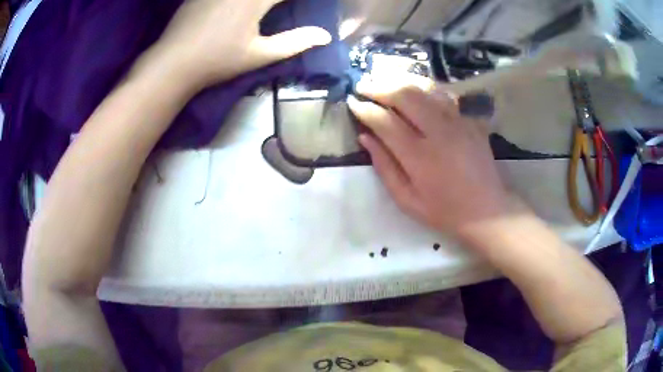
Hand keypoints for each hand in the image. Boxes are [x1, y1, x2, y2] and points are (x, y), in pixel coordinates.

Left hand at [150, 0, 331, 88]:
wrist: (173, 62)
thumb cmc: (218, 61)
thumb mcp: (259, 55)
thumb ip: (295, 42)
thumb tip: (326, 35)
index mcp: (257, 0)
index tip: (310, 5)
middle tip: (279, 7)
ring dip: (262, 0)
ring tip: (264, 8)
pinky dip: (240, 0)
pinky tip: (239, 7)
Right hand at [348, 75, 512, 236]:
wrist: (486, 211)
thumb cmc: (444, 211)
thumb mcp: (407, 200)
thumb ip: (384, 167)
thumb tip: (365, 137)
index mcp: (420, 157)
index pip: (385, 122)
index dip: (365, 109)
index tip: (352, 102)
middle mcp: (439, 132)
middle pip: (405, 95)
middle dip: (379, 86)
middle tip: (363, 85)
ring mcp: (458, 122)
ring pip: (425, 89)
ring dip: (400, 80)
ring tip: (383, 79)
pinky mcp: (470, 120)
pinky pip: (444, 95)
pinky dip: (425, 88)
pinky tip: (414, 88)